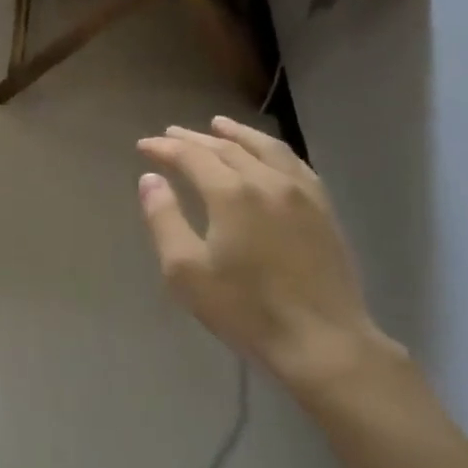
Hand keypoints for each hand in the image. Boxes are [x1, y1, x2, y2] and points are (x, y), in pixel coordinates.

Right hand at [136, 117, 400, 395]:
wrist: (323, 342)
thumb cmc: (246, 309)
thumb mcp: (187, 271)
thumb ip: (164, 219)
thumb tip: (150, 179)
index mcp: (231, 193)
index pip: (191, 156)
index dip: (164, 148)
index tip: (144, 145)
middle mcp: (266, 180)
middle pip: (226, 148)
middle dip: (194, 139)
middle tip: (171, 133)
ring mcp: (301, 192)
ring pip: (265, 148)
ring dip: (237, 134)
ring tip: (218, 125)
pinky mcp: (323, 209)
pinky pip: (294, 163)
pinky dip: (271, 149)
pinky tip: (267, 154)